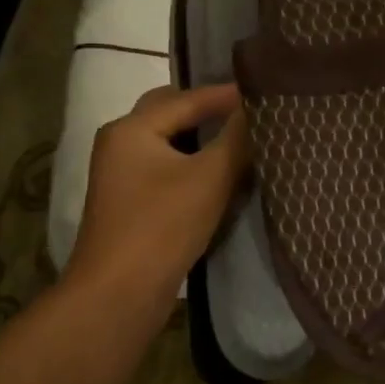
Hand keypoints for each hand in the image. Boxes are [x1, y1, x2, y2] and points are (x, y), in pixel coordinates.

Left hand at [68, 84, 249, 312]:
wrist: (119, 293)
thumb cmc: (163, 226)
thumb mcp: (209, 178)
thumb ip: (237, 138)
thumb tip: (259, 106)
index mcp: (131, 128)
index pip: (187, 99)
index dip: (227, 95)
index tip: (264, 89)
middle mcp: (120, 144)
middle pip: (169, 114)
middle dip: (207, 110)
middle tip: (248, 109)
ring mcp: (121, 176)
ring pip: (168, 143)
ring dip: (201, 138)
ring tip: (241, 137)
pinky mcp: (130, 203)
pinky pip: (166, 168)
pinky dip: (192, 163)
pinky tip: (219, 174)